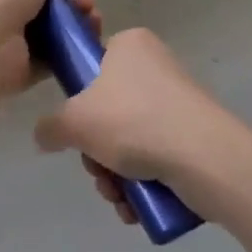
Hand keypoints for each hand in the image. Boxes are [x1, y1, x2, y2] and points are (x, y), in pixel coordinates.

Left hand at [0, 0, 97, 96]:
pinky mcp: (26, 71)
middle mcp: (7, 11)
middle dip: (76, 6)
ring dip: (80, 28)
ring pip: (57, 35)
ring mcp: (16, 43)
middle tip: (90, 7)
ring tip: (94, 23)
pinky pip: (56, 61)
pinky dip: (74, 54)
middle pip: (50, 9)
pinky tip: (88, 47)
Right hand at [32, 28, 243, 221]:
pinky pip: (156, 157)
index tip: (78, 127)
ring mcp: (178, 102)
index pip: (93, 63)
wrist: (206, 158)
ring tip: (118, 197)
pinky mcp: (194, 135)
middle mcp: (155, 66)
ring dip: (115, 174)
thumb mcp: (75, 121)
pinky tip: (135, 207)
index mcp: (130, 45)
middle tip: (97, 170)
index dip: (80, 98)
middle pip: (108, 111)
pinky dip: (141, 183)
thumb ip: (50, 127)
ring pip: (130, 141)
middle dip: (97, 152)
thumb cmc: (134, 121)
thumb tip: (44, 135)